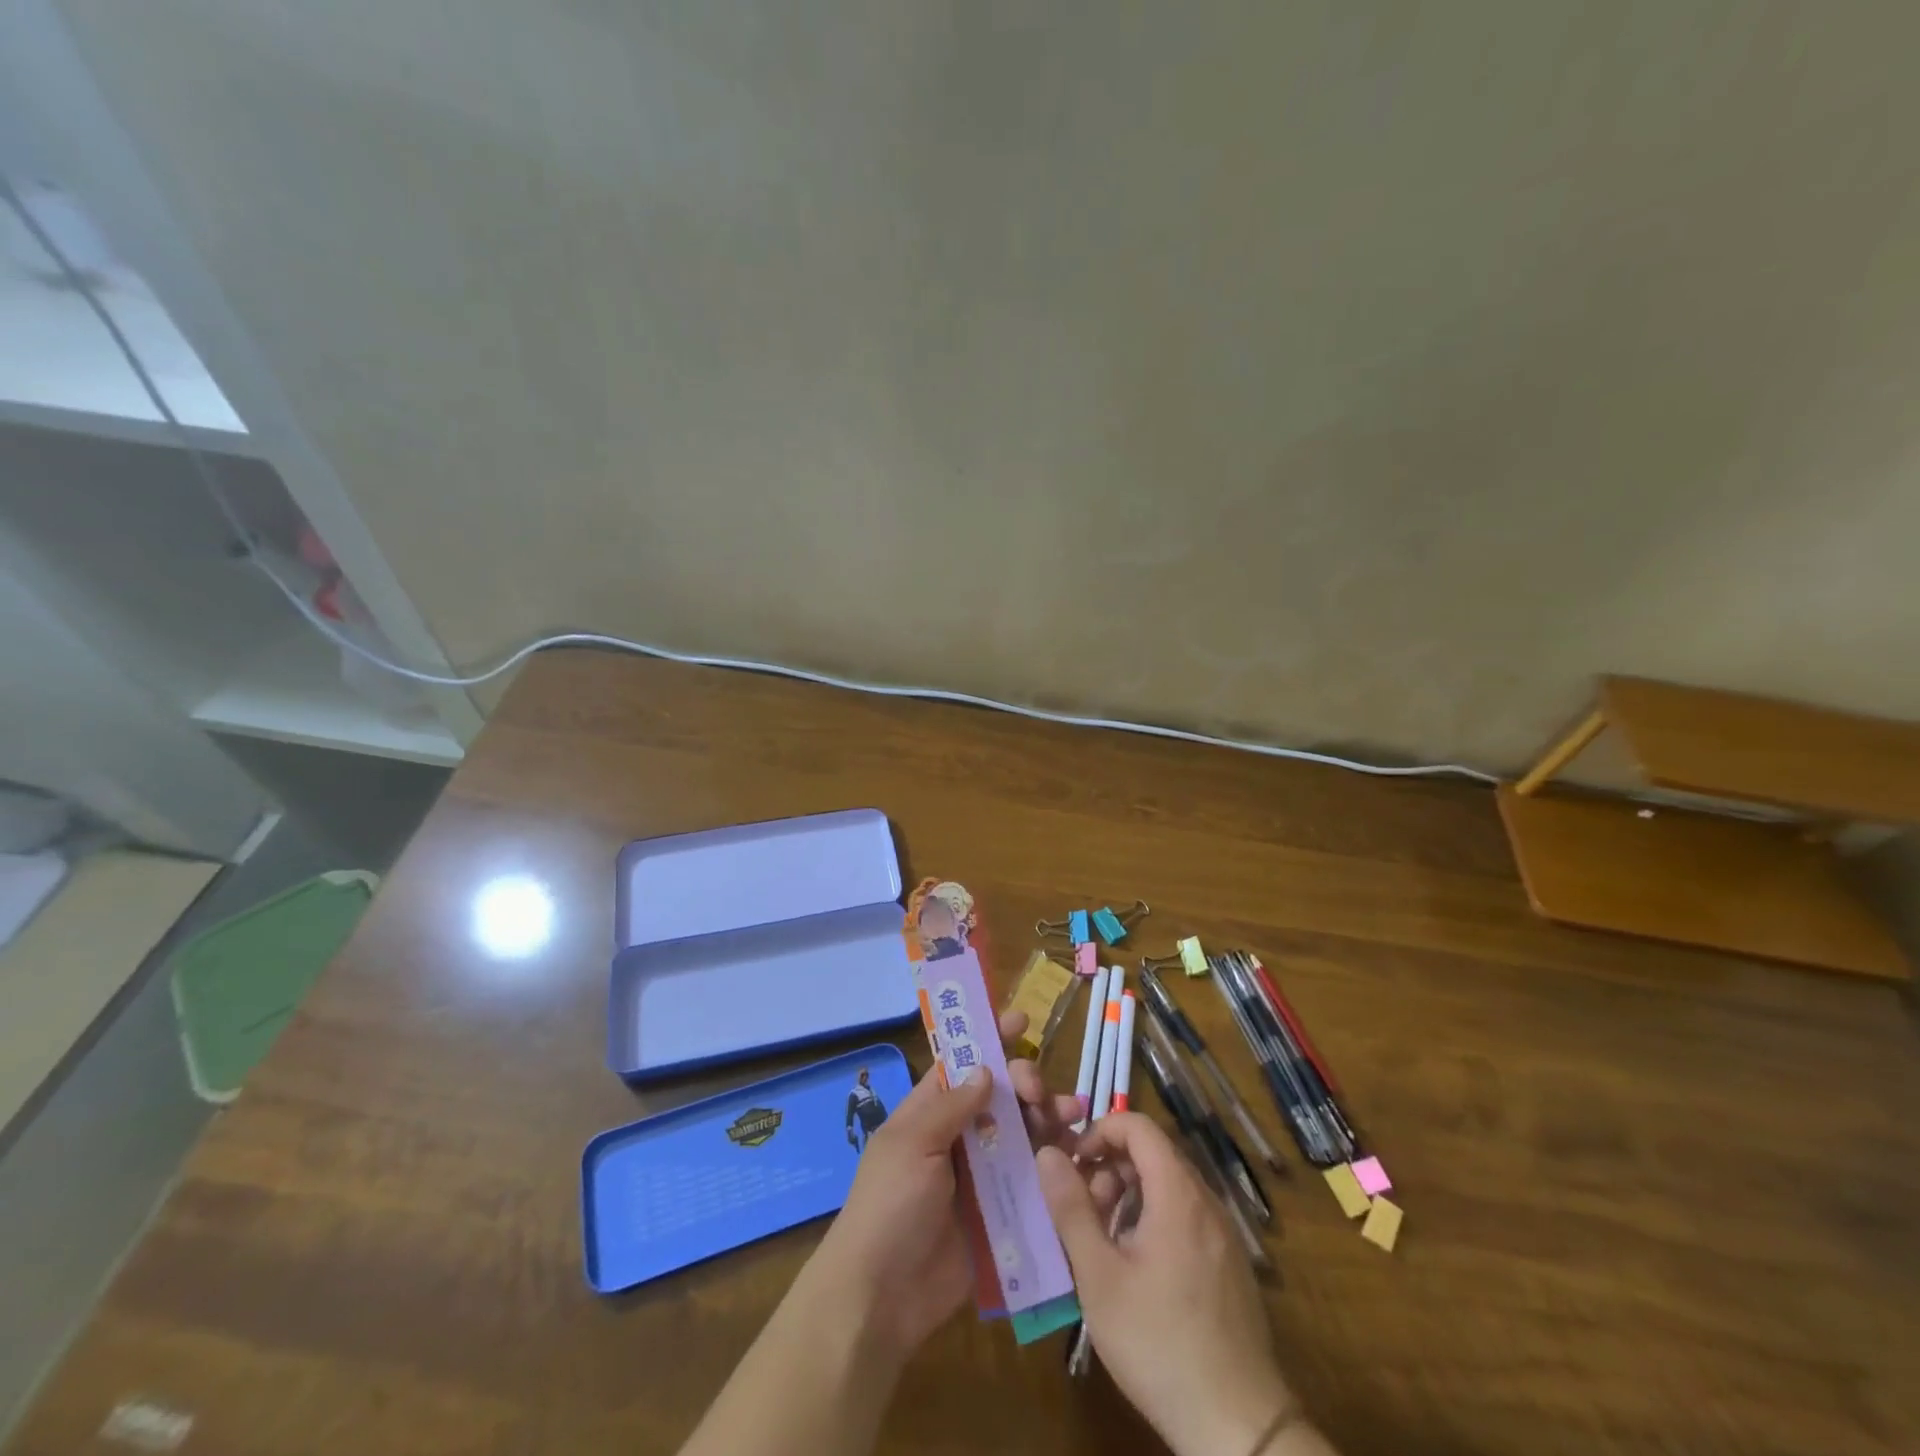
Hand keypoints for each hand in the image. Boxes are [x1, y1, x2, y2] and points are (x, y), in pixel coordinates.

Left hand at [811, 1011, 1089, 1357]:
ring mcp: (982, 1176)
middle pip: (1001, 1097)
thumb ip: (950, 1106)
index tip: (1021, 1020)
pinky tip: (1078, 1154)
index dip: (990, 1040)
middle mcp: (959, 1137)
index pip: (963, 1065)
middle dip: (1026, 1082)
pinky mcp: (1003, 1212)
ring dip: (1048, 1118)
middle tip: (1038, 1091)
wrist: (882, 1297)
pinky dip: (1056, 1163)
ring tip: (1072, 1115)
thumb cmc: (888, 1206)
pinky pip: (1032, 1179)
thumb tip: (986, 1069)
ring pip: (1023, 1134)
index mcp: (929, 1112)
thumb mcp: (911, 1145)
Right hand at [1038, 1113, 1296, 1455]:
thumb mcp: (1099, 1276)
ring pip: (1169, 1187)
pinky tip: (1138, 1270)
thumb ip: (1071, 1208)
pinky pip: (1187, 1216)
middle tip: (1084, 1211)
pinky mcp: (1231, 1265)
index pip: (1137, 1125)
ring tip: (1104, 1243)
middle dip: (1111, 1168)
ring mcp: (1224, 1234)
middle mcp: (1206, 1201)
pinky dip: (1155, 1219)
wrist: (1238, 1427)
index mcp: (1178, 1192)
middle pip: (1153, 1154)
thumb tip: (1046, 1153)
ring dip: (1130, 1196)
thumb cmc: (1159, 1342)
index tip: (1074, 1165)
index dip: (1100, 1131)